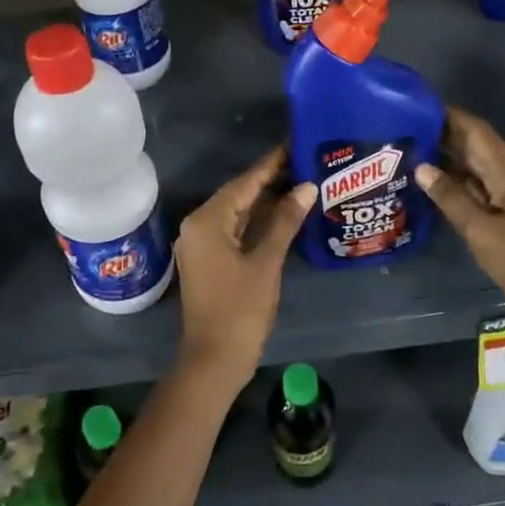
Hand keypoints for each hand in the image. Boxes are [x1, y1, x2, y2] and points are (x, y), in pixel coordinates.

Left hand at [173, 148, 316, 392]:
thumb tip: (306, 187)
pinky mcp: (208, 261)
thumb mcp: (266, 262)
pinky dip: (256, 223)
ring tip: (300, 183)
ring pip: (236, 214)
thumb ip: (285, 221)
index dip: (271, 165)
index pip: (244, 183)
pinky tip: (282, 216)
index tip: (294, 144)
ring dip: (264, 202)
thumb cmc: (240, 309)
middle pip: (238, 195)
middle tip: (305, 163)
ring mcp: (201, 245)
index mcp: (207, 221)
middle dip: (270, 181)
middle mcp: (198, 226)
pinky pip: (234, 231)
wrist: (214, 360)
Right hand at [415, 106, 504, 330]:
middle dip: (439, 136)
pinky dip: (452, 186)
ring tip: (405, 155)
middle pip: (471, 146)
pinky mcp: (504, 218)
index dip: (447, 115)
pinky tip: (426, 188)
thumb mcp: (482, 230)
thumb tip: (421, 167)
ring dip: (443, 162)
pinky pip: (474, 192)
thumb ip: (450, 197)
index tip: (413, 106)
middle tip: (399, 132)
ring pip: (471, 170)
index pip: (474, 130)